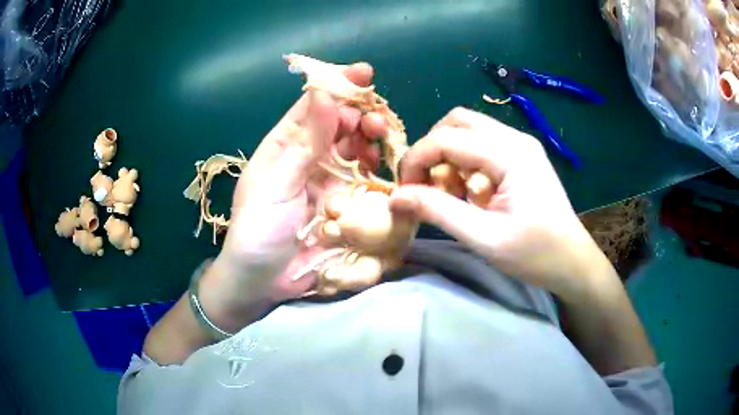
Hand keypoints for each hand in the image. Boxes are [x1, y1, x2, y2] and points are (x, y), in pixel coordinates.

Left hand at [199, 63, 386, 330]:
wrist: (261, 282)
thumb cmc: (257, 231)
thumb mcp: (275, 185)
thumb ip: (303, 143)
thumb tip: (325, 94)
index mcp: (284, 145)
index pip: (313, 106)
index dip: (338, 86)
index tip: (365, 73)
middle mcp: (309, 158)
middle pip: (341, 125)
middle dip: (362, 116)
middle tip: (377, 121)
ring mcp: (329, 182)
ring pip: (356, 150)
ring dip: (371, 142)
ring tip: (382, 142)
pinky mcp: (344, 206)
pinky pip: (364, 181)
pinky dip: (376, 171)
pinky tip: (383, 170)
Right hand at [390, 107, 608, 298]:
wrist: (573, 262)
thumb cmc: (535, 254)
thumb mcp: (483, 237)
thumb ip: (437, 211)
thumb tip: (396, 197)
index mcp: (510, 154)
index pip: (446, 139)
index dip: (416, 160)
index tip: (404, 190)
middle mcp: (515, 138)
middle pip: (457, 122)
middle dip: (433, 150)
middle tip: (427, 185)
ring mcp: (521, 145)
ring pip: (469, 132)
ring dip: (450, 157)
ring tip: (452, 194)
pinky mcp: (523, 157)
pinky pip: (483, 146)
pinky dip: (466, 164)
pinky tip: (473, 194)